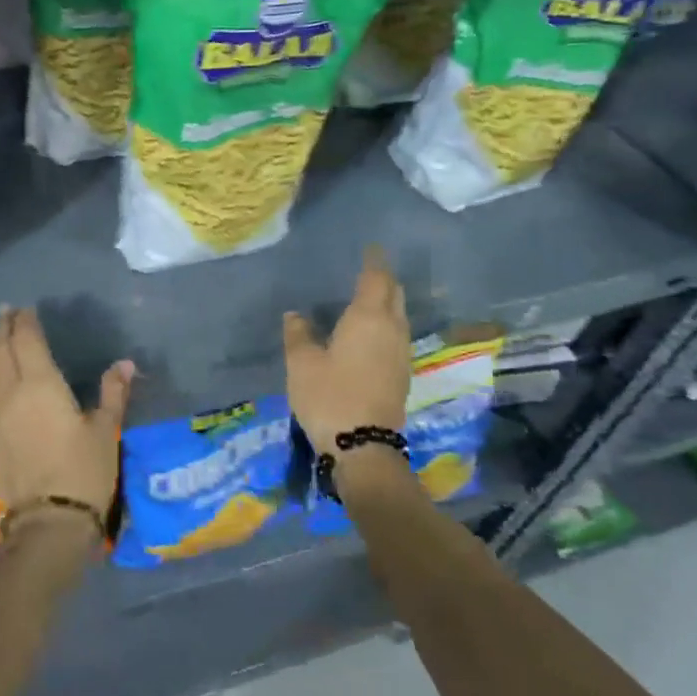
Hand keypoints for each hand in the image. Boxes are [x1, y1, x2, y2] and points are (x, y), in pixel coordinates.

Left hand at [0, 305, 131, 532]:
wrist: (47, 523)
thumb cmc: (83, 471)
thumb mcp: (106, 430)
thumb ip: (113, 393)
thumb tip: (125, 364)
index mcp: (41, 384)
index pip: (27, 342)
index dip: (25, 323)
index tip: (25, 308)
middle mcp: (13, 392)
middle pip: (3, 352)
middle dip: (5, 330)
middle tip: (6, 311)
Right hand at [283, 246, 410, 450]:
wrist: (363, 447)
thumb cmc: (329, 395)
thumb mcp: (302, 363)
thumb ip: (298, 334)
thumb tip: (295, 315)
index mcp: (368, 318)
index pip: (376, 279)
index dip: (374, 262)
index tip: (372, 248)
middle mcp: (391, 330)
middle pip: (395, 295)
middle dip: (385, 280)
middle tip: (370, 271)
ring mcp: (400, 354)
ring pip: (399, 317)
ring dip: (388, 303)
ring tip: (369, 298)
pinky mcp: (401, 375)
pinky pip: (396, 336)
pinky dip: (386, 325)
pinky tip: (370, 333)